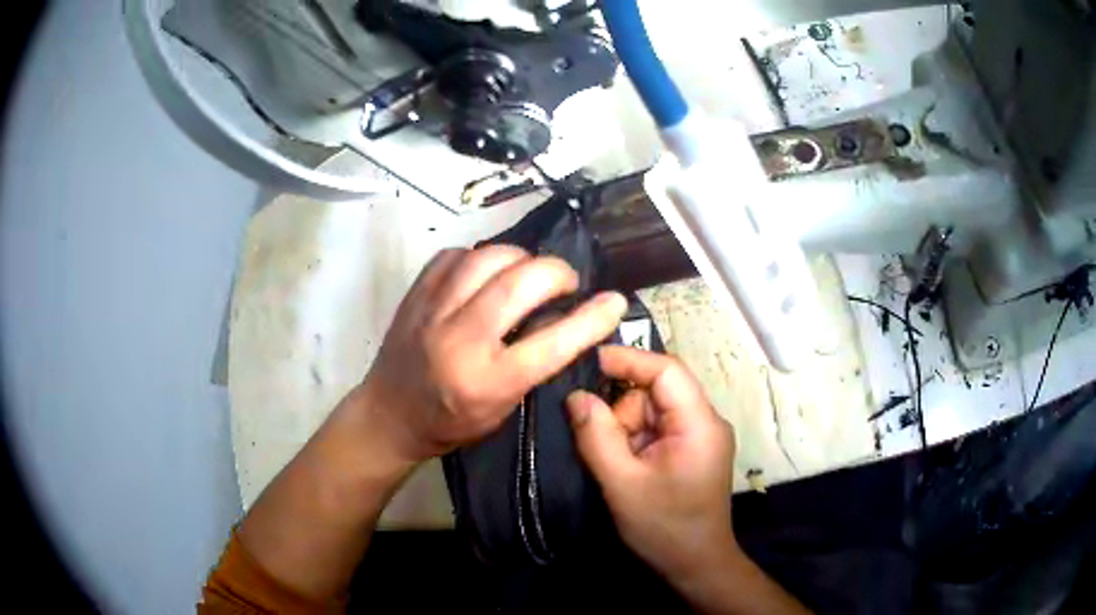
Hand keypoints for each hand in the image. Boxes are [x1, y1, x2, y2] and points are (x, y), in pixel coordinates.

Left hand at [358, 245, 627, 464]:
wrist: (389, 415)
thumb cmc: (451, 423)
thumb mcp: (502, 409)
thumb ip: (533, 365)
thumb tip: (565, 318)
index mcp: (488, 381)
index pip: (552, 341)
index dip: (592, 318)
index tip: (615, 301)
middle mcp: (460, 340)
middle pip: (521, 282)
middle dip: (557, 272)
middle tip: (566, 283)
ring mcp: (433, 310)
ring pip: (488, 256)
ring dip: (521, 258)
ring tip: (528, 273)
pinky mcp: (416, 293)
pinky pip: (458, 255)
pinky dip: (482, 258)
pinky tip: (488, 273)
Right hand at [566, 346, 738, 581]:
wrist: (696, 564)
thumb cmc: (664, 527)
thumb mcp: (622, 483)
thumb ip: (597, 436)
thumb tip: (576, 396)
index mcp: (699, 423)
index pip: (666, 370)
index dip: (628, 359)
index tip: (587, 362)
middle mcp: (705, 421)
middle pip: (655, 393)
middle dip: (623, 413)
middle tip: (605, 448)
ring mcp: (700, 436)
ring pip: (652, 411)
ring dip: (627, 432)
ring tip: (620, 468)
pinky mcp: (691, 450)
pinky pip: (657, 429)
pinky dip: (635, 442)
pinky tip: (629, 468)